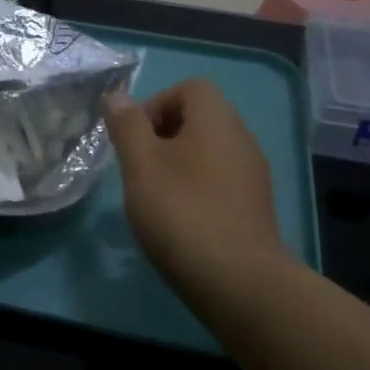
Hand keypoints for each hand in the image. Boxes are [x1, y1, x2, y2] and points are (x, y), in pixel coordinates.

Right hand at [105, 79, 283, 303]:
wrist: (239, 281)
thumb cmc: (182, 213)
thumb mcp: (141, 165)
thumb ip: (127, 126)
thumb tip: (116, 96)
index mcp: (217, 120)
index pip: (189, 87)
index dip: (155, 104)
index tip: (134, 139)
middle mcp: (241, 138)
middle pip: (199, 117)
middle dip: (161, 136)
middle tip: (138, 168)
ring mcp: (252, 174)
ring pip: (208, 151)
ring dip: (177, 164)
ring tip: (154, 196)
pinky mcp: (253, 206)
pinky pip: (219, 179)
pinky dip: (195, 188)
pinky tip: (179, 220)